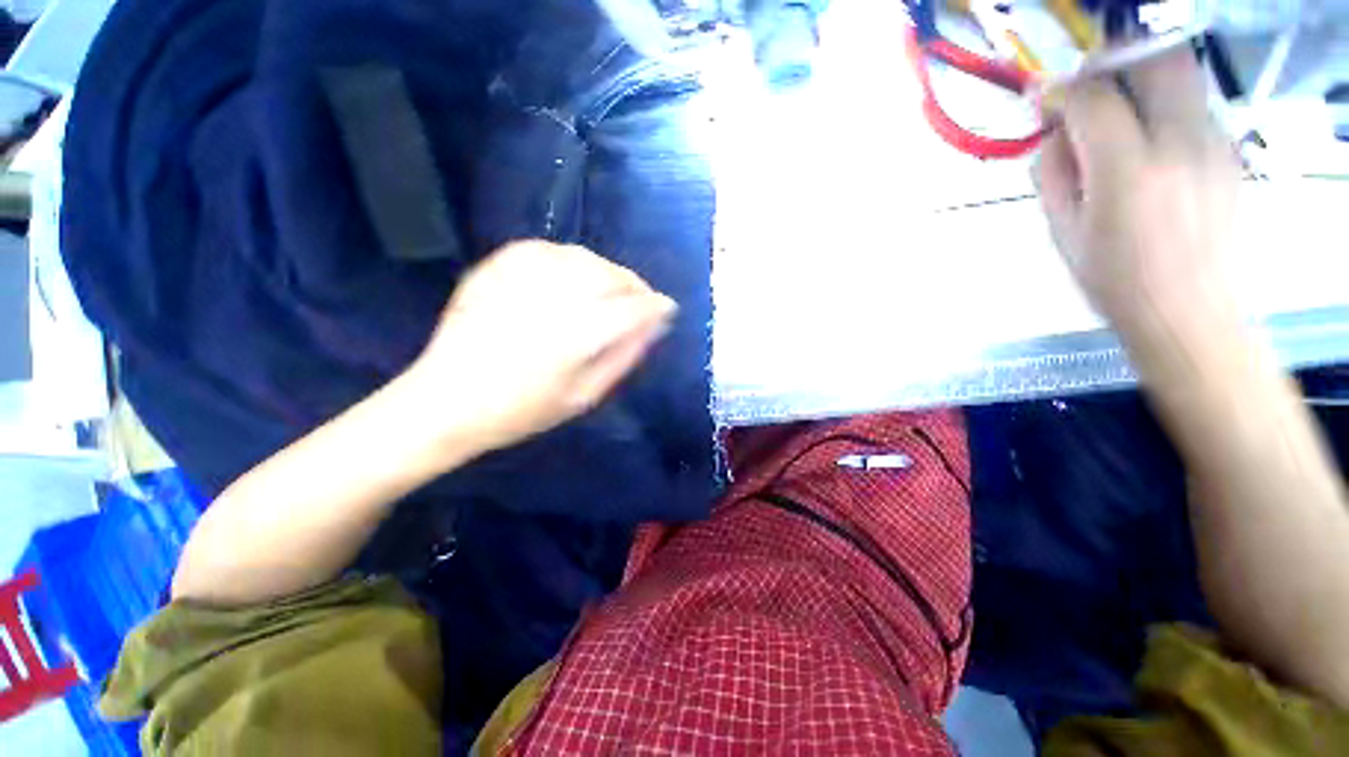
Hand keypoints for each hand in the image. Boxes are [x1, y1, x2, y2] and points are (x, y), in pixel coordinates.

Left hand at [405, 240, 676, 454]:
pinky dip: (569, 259)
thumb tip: (654, 326)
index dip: (656, 306)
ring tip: (610, 290)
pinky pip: (546, 249)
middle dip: (635, 286)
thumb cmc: (523, 410)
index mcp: (577, 336)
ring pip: (583, 258)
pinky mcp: (496, 268)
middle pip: (611, 276)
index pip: (633, 309)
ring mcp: (521, 279)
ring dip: (606, 271)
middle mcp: (554, 298)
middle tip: (640, 302)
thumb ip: (623, 356)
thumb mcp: (585, 396)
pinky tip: (572, 276)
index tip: (668, 308)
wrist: (447, 401)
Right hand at [1035, 50, 1241, 337]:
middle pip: (1155, 60)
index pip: (1093, 99)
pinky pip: (1194, 105)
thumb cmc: (1114, 281)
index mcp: (1127, 174)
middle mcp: (1180, 146)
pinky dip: (1163, 107)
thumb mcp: (1062, 232)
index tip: (1042, 101)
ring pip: (1181, 74)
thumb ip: (1053, 174)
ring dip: (1141, 79)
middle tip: (1088, 86)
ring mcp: (1214, 144)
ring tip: (1118, 113)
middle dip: (1113, 60)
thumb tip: (1054, 135)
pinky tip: (1148, 141)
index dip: (1061, 91)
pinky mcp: (1230, 152)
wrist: (1189, 314)